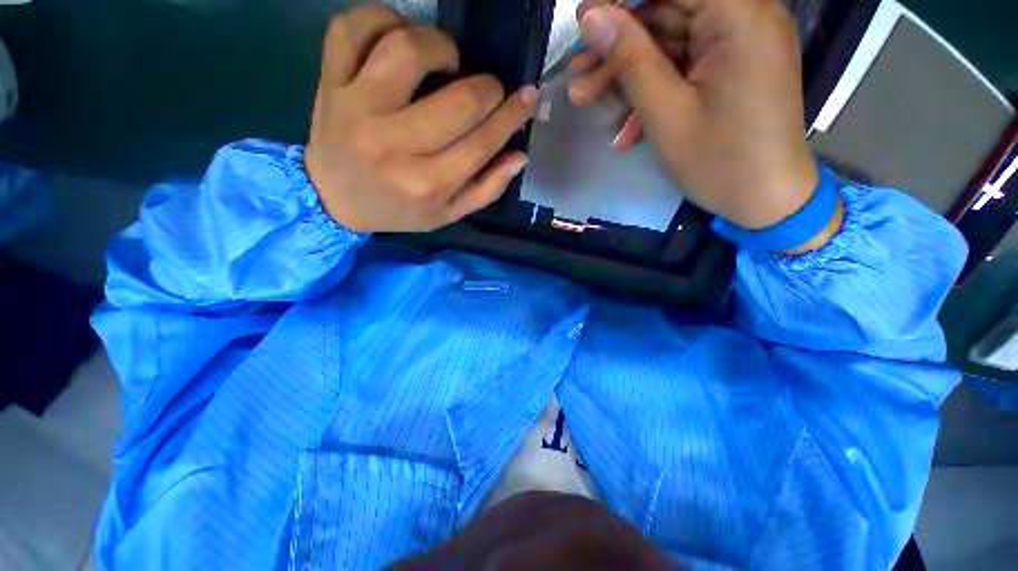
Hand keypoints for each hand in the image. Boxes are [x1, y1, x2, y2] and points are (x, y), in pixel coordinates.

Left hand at [305, 6, 538, 232]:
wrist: (333, 200)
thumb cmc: (397, 210)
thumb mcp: (447, 214)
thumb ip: (486, 189)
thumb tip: (519, 155)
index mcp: (427, 184)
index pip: (483, 142)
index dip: (513, 114)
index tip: (527, 96)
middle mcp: (394, 146)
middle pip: (459, 100)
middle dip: (488, 88)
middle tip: (488, 90)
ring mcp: (357, 108)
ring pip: (407, 49)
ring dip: (440, 46)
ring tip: (447, 62)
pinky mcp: (329, 82)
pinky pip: (352, 27)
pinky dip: (382, 19)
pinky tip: (399, 38)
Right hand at [569, 0, 840, 247]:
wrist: (764, 200)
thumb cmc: (718, 161)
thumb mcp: (666, 112)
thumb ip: (630, 59)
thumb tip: (592, 17)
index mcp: (739, 15)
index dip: (621, 2)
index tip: (582, 23)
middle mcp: (745, 17)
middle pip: (667, 14)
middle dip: (617, 49)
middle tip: (578, 79)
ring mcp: (738, 45)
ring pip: (670, 44)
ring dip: (627, 75)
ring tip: (589, 102)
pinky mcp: (731, 69)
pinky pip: (683, 68)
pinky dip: (652, 92)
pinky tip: (625, 126)